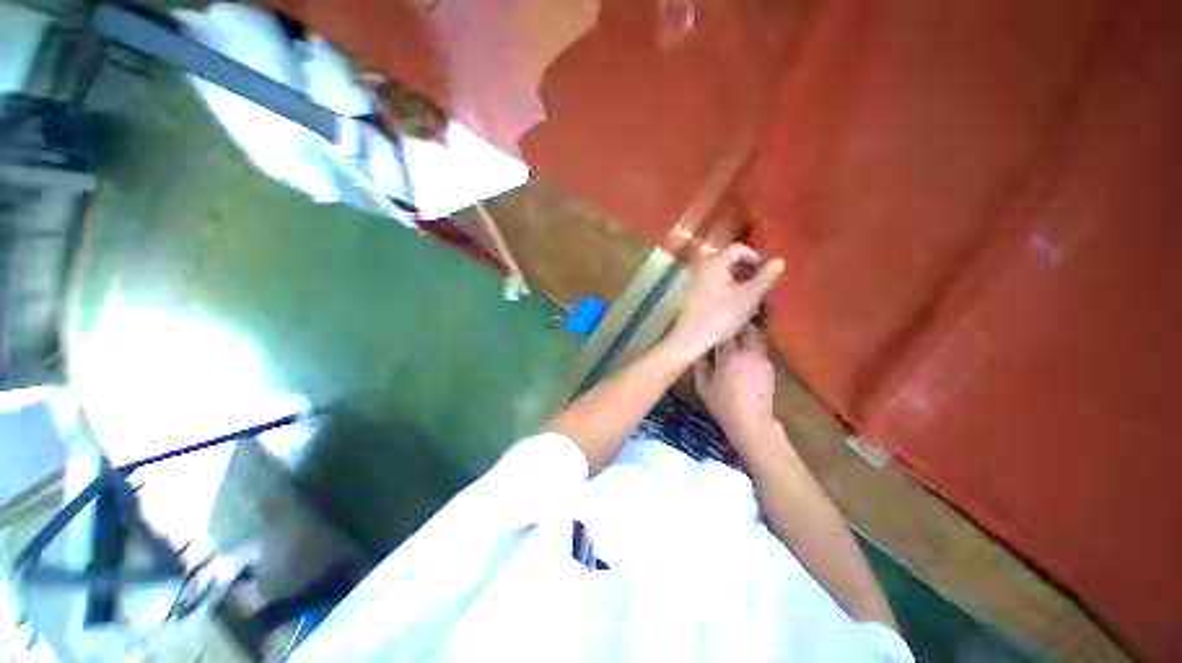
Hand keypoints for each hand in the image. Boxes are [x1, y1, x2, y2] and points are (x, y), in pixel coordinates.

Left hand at [667, 244, 782, 358]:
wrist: (691, 338)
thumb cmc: (721, 315)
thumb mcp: (749, 297)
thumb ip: (765, 277)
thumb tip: (779, 261)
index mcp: (714, 262)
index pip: (738, 249)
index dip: (756, 258)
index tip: (767, 274)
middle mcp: (701, 267)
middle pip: (729, 261)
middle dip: (747, 271)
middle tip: (760, 287)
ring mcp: (694, 281)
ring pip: (721, 274)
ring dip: (738, 282)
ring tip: (750, 299)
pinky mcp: (691, 295)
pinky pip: (713, 285)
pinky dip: (726, 290)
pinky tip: (734, 306)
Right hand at [695, 326, 782, 458]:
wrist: (751, 421)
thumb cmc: (722, 403)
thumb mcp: (703, 385)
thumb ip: (701, 363)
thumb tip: (700, 347)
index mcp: (729, 354)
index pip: (727, 330)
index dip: (721, 325)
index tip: (714, 324)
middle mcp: (748, 351)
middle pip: (746, 327)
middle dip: (738, 325)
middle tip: (727, 326)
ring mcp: (762, 358)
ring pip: (757, 335)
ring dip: (748, 333)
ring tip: (738, 336)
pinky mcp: (769, 365)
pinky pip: (760, 347)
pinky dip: (753, 345)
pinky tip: (745, 353)